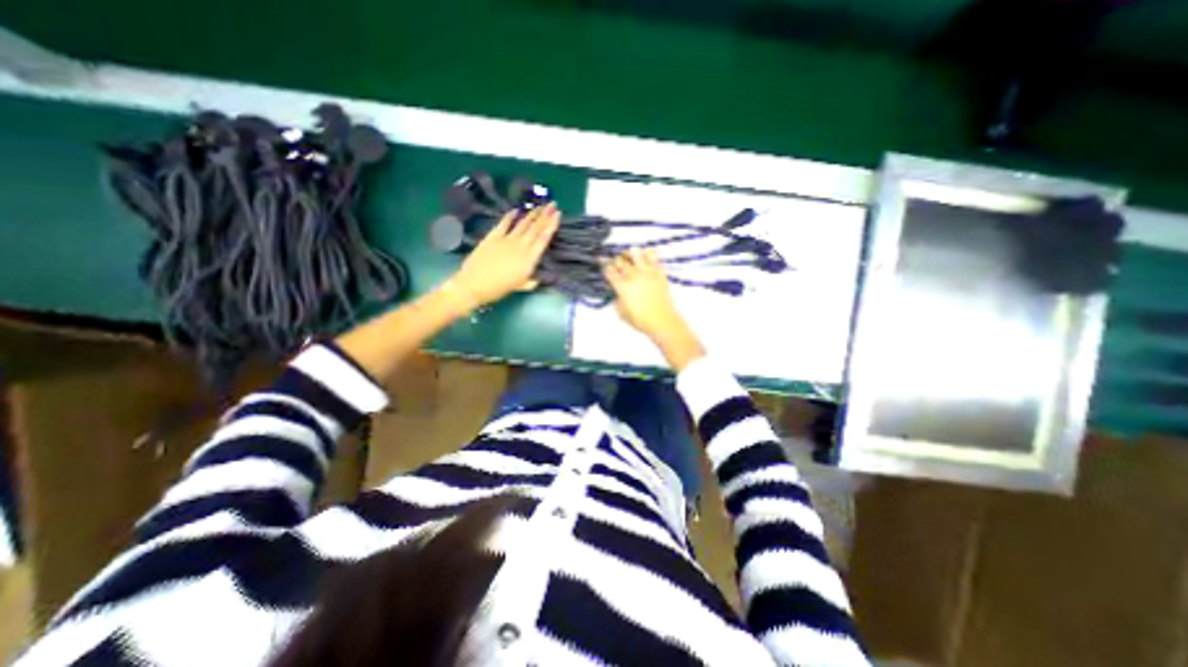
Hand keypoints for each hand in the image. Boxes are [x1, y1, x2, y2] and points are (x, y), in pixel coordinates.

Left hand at [445, 204, 563, 310]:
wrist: (474, 285)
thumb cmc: (499, 289)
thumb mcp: (521, 287)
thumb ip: (532, 281)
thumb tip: (539, 278)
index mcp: (529, 259)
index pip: (543, 238)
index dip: (552, 225)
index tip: (558, 214)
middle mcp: (520, 246)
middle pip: (535, 228)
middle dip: (545, 215)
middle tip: (553, 204)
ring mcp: (506, 240)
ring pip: (522, 224)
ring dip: (532, 214)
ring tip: (540, 206)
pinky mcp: (492, 237)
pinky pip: (503, 223)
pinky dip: (510, 216)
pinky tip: (516, 210)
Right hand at [605, 247, 704, 372]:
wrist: (662, 320)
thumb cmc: (640, 320)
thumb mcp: (622, 312)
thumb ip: (618, 299)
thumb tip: (618, 291)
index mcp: (622, 286)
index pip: (609, 271)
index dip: (604, 265)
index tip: (602, 263)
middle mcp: (633, 276)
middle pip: (620, 261)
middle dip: (615, 260)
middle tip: (615, 262)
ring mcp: (647, 272)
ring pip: (636, 255)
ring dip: (630, 253)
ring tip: (629, 254)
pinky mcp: (658, 272)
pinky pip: (653, 257)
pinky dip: (648, 254)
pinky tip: (645, 255)